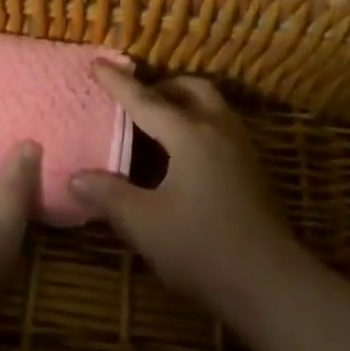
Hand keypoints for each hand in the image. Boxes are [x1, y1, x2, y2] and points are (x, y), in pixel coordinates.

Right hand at [70, 66, 306, 328]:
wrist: (273, 286)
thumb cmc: (203, 248)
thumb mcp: (145, 224)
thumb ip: (109, 196)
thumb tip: (76, 177)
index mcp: (190, 135)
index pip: (146, 101)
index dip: (119, 83)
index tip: (98, 63)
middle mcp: (219, 131)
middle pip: (191, 90)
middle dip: (161, 86)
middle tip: (135, 100)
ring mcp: (242, 150)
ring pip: (212, 107)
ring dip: (184, 104)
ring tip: (157, 124)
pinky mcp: (253, 172)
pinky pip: (221, 128)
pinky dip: (198, 125)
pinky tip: (183, 157)